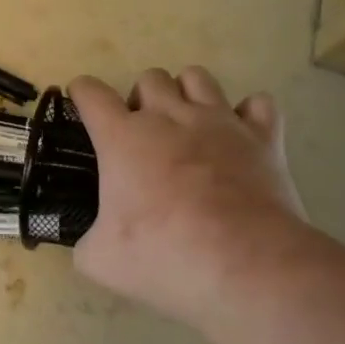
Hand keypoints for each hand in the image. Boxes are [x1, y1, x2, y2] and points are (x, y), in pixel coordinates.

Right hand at [69, 67, 313, 329]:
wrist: (247, 266)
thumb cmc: (166, 257)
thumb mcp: (102, 261)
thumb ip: (87, 242)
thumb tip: (91, 242)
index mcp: (123, 137)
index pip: (91, 92)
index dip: (82, 94)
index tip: (83, 105)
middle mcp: (169, 116)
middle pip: (150, 77)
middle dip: (142, 99)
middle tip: (144, 135)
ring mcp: (219, 121)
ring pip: (198, 77)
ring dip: (188, 94)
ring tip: (189, 126)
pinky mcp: (262, 137)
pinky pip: (259, 105)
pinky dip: (249, 115)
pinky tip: (241, 138)